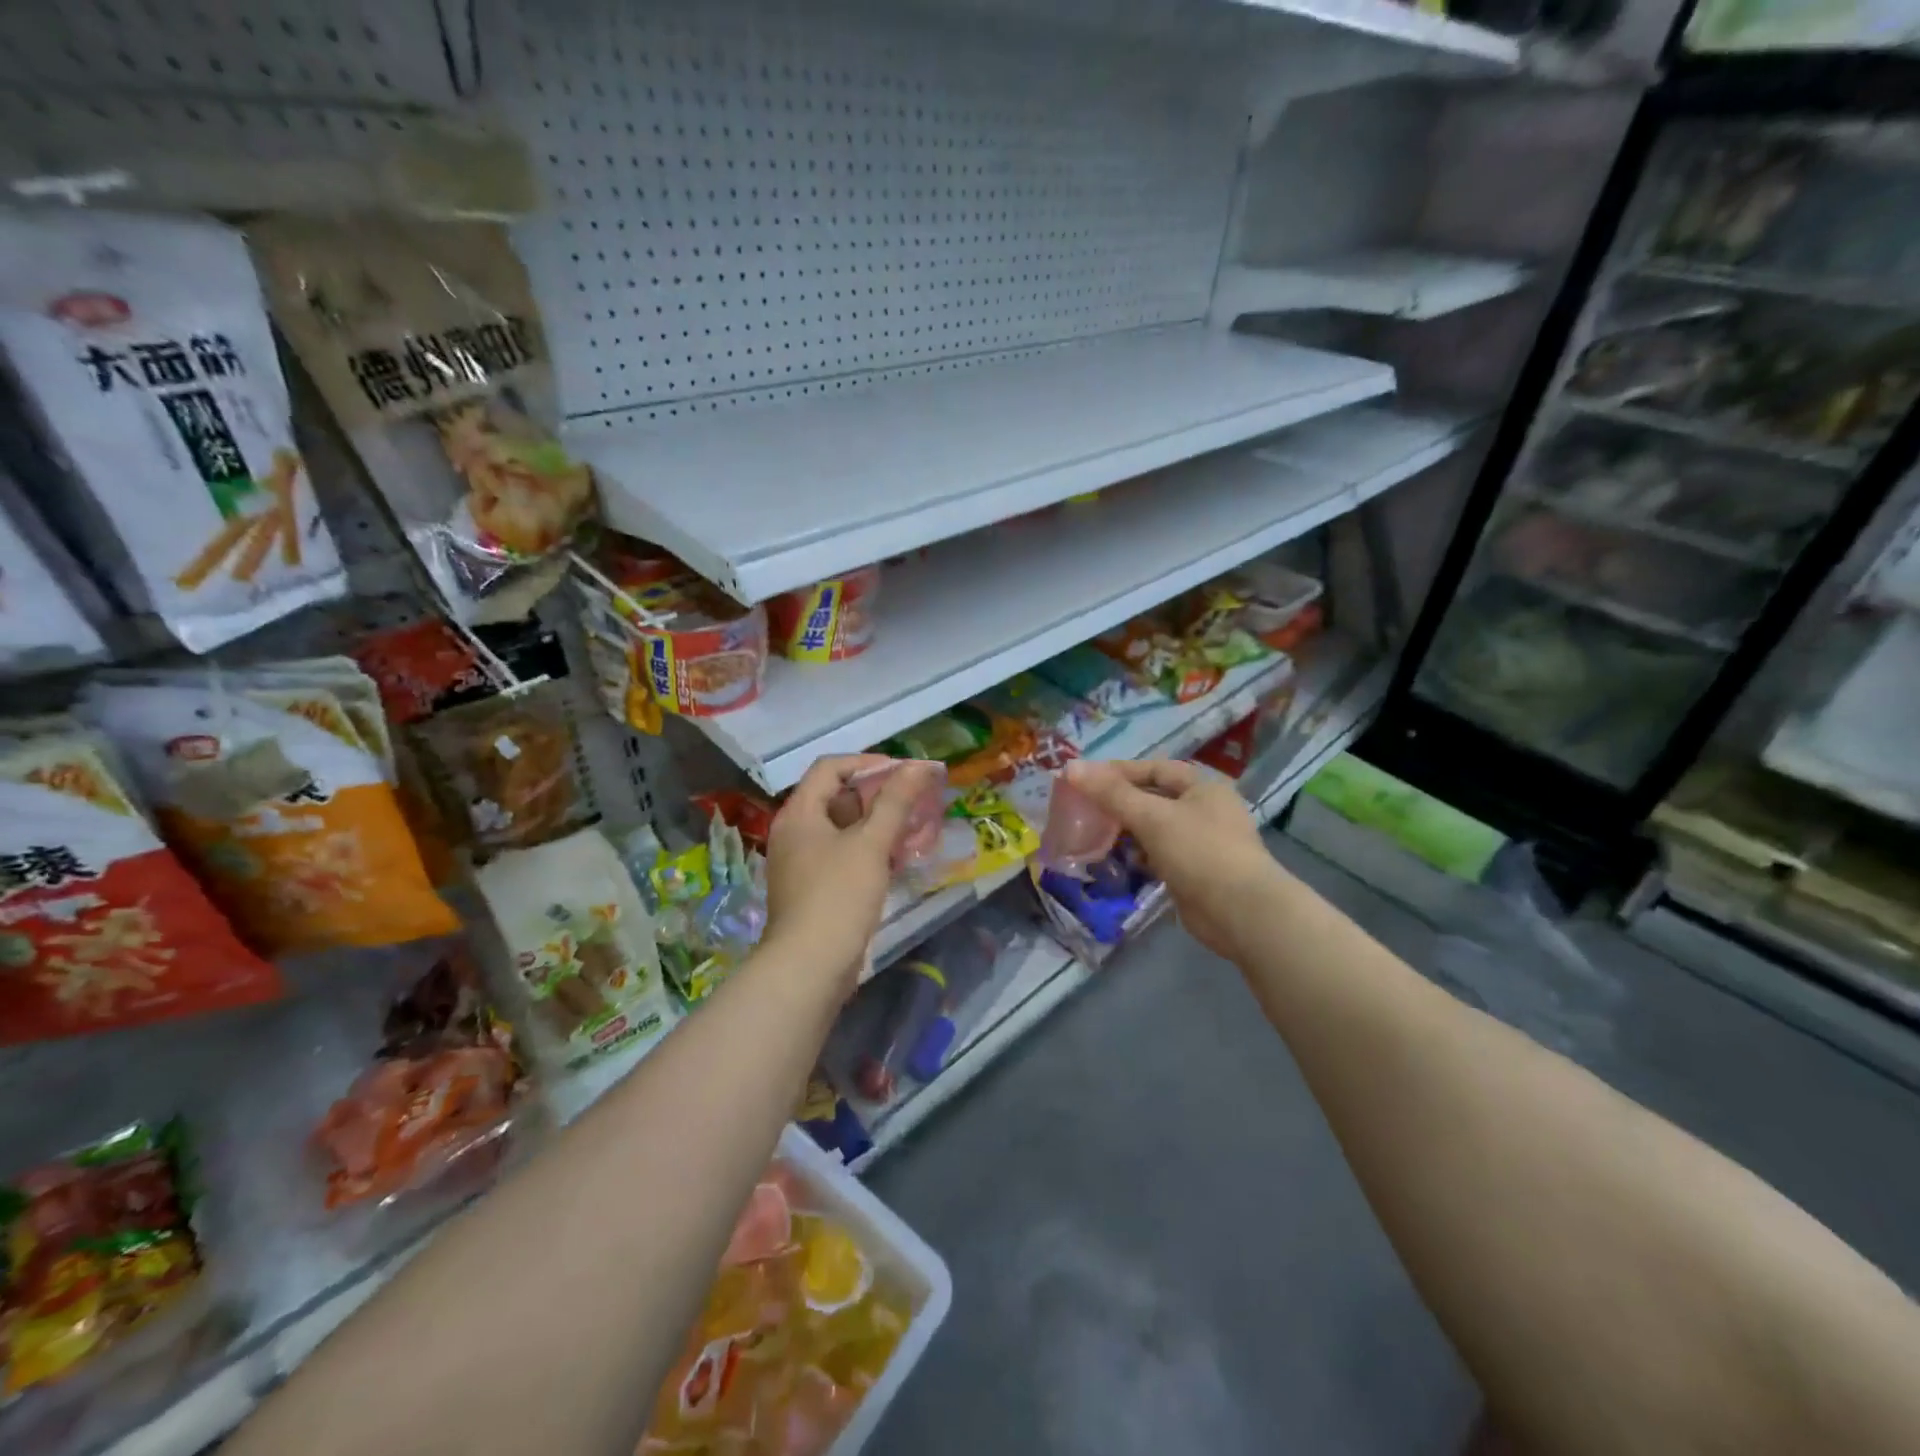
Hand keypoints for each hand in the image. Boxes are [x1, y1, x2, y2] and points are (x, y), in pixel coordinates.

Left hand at [762, 754, 940, 994]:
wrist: (810, 967)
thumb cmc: (838, 895)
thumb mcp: (871, 843)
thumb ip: (895, 802)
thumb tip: (919, 766)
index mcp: (800, 813)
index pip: (830, 768)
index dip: (867, 763)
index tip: (903, 773)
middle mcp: (795, 832)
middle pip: (837, 798)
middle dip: (877, 796)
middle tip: (914, 801)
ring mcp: (802, 863)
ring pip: (843, 830)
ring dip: (877, 825)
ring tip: (913, 829)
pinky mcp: (814, 890)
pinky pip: (843, 856)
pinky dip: (869, 851)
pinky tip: (898, 860)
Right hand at [1061, 757, 1277, 961]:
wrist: (1240, 912)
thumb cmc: (1199, 851)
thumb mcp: (1151, 816)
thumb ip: (1111, 793)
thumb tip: (1071, 767)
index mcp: (1202, 787)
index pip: (1154, 768)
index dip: (1120, 771)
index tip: (1085, 779)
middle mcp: (1205, 810)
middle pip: (1154, 798)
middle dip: (1120, 803)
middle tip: (1084, 809)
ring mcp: (1202, 843)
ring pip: (1155, 829)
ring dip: (1127, 831)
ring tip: (1095, 835)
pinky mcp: (1195, 872)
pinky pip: (1160, 855)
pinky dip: (1139, 856)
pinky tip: (1119, 862)